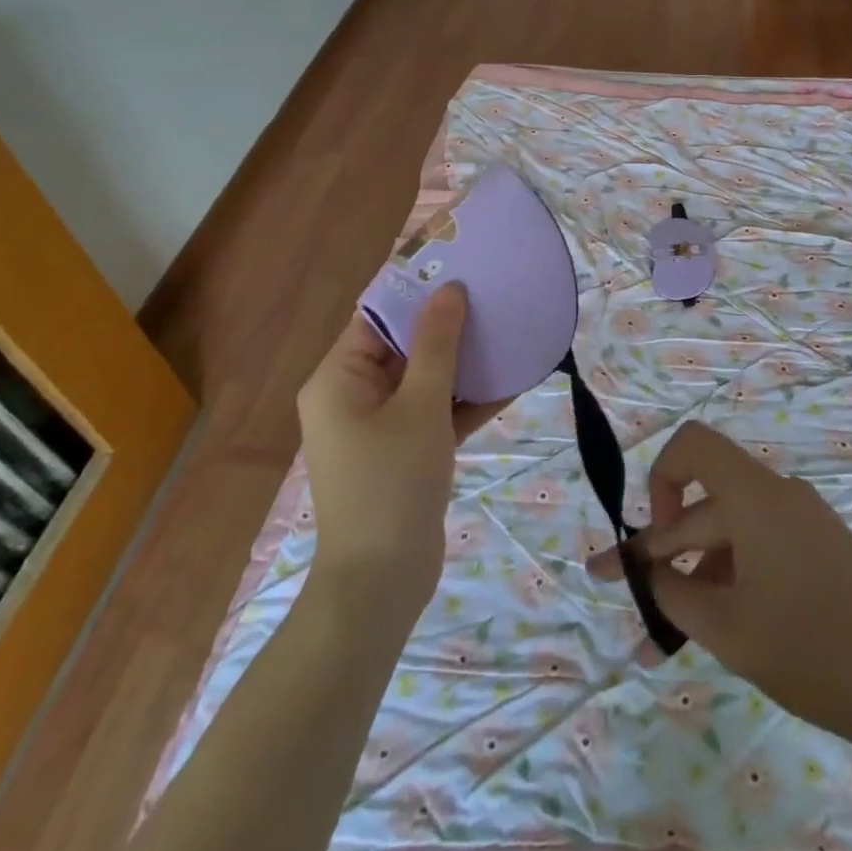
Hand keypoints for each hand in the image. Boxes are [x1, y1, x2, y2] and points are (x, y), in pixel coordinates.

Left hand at [296, 285, 506, 614]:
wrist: (382, 584)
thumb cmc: (392, 483)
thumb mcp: (420, 406)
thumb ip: (437, 345)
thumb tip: (449, 289)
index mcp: (339, 378)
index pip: (377, 316)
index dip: (417, 290)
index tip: (460, 266)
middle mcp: (353, 395)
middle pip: (404, 345)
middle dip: (449, 325)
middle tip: (493, 296)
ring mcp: (379, 426)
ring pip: (425, 379)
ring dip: (464, 362)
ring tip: (509, 330)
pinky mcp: (404, 451)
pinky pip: (436, 412)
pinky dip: (466, 400)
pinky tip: (512, 380)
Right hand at [588, 421, 851, 753]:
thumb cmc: (812, 651)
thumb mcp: (727, 628)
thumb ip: (672, 592)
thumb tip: (646, 572)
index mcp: (756, 496)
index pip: (692, 446)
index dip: (660, 480)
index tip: (654, 540)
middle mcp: (778, 496)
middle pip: (704, 507)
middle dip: (659, 553)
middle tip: (618, 593)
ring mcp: (803, 524)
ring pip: (729, 538)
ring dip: (692, 578)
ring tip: (663, 641)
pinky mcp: (820, 552)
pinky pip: (758, 552)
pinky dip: (728, 583)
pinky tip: (711, 631)